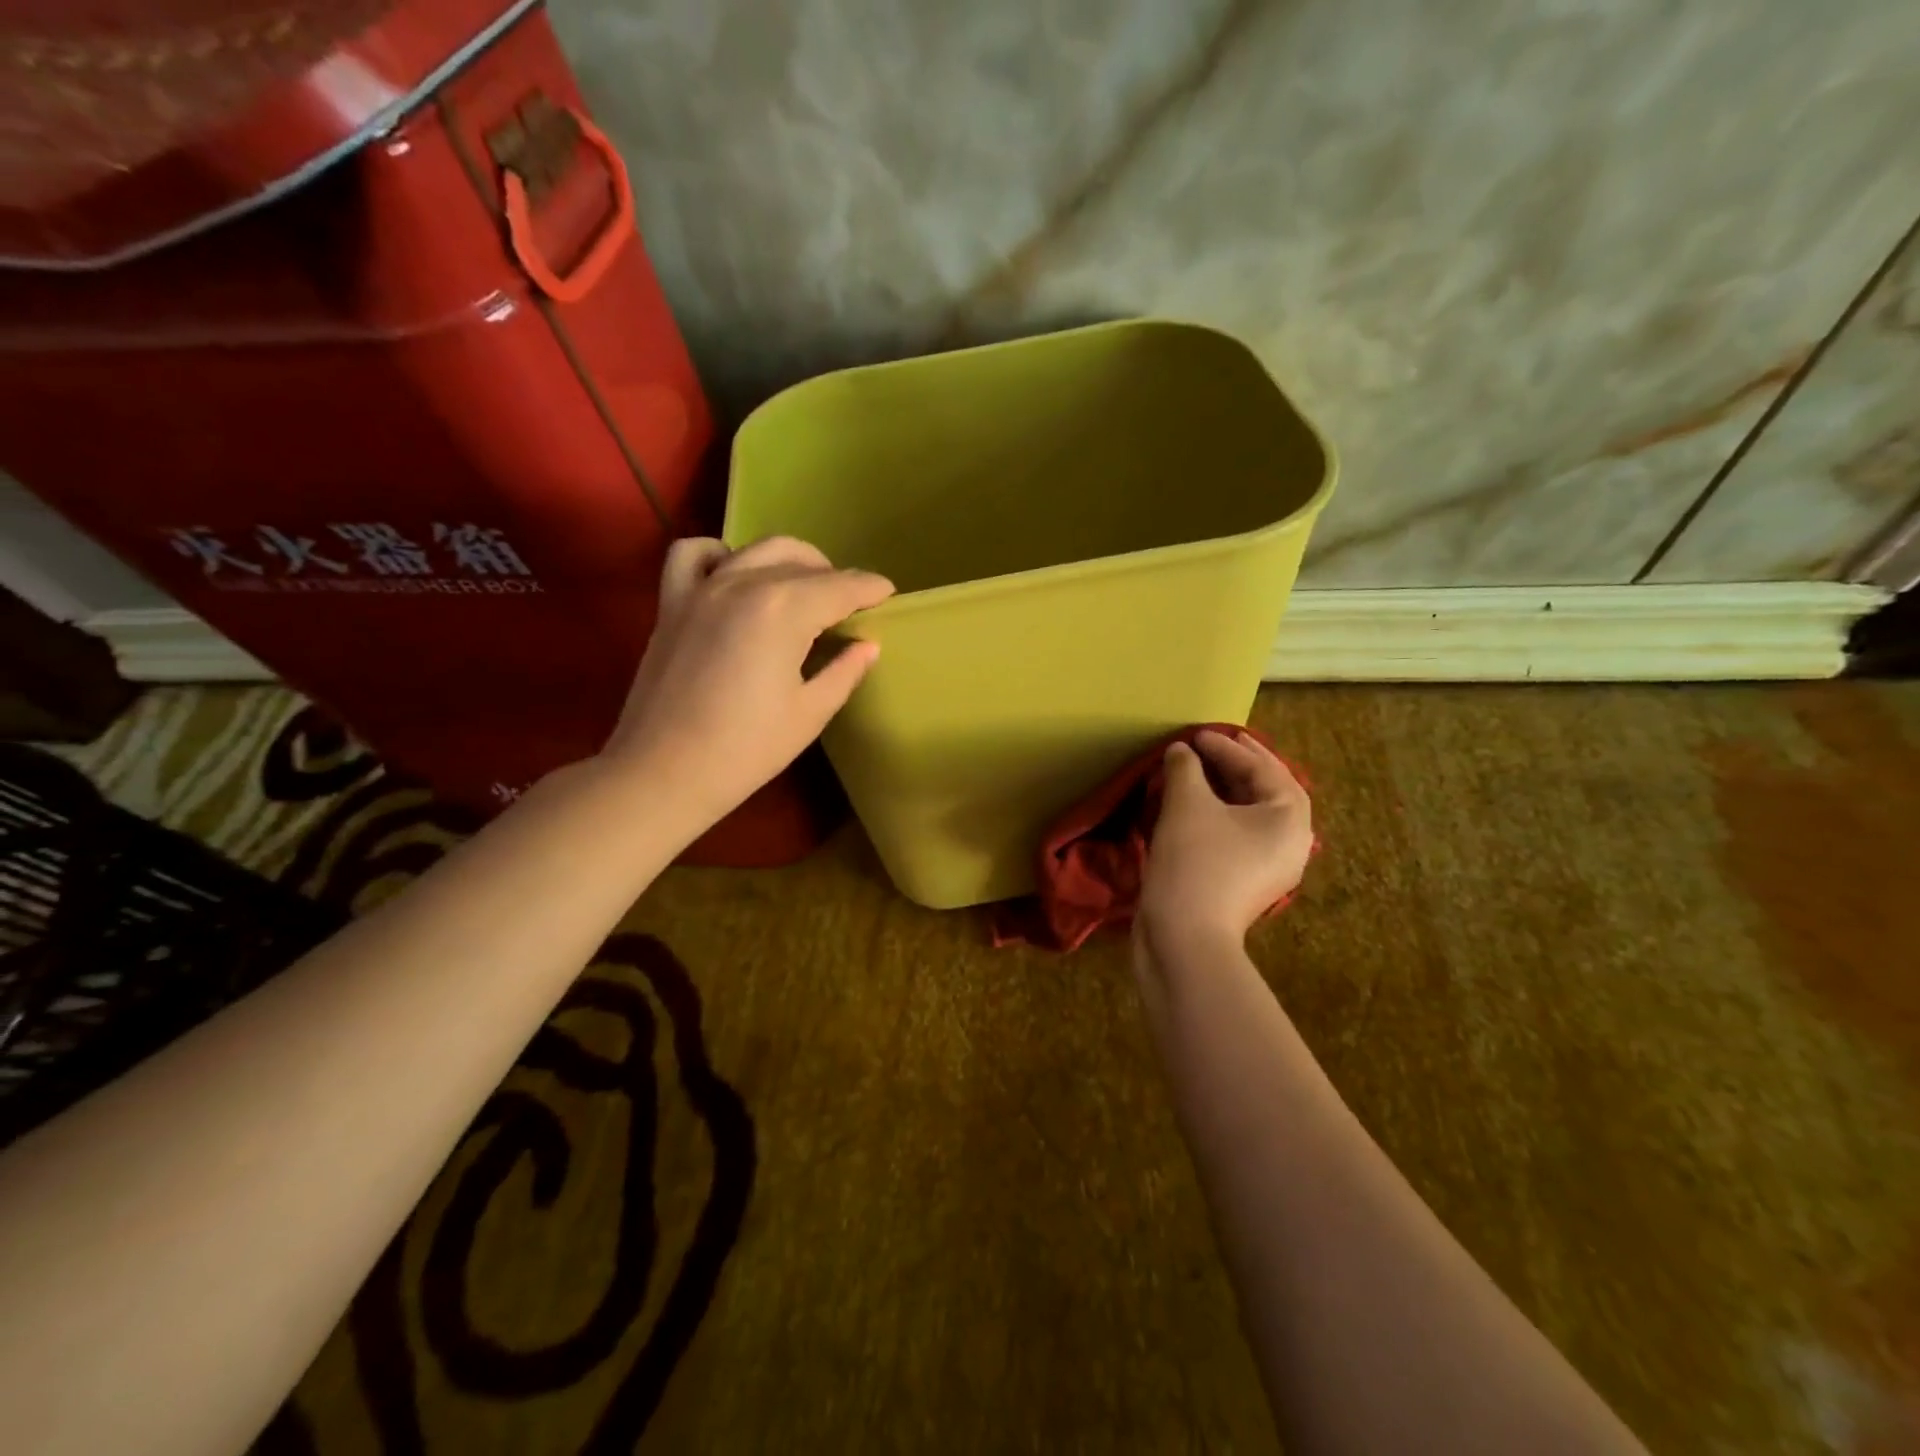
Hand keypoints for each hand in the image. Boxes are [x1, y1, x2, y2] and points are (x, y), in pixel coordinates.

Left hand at [599, 536, 892, 825]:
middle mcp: (744, 584)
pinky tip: (734, 574)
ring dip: (790, 560)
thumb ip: (844, 671)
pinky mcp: (672, 602)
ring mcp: (703, 588)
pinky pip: (693, 554)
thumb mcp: (810, 714)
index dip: (870, 589)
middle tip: (849, 604)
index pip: (841, 587)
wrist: (663, 772)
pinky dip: (720, 554)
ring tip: (803, 585)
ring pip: (757, 549)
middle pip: (802, 563)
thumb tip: (867, 645)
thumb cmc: (746, 750)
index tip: (889, 593)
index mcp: (785, 611)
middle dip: (835, 577)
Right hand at [1138, 730, 1312, 946]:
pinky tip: (1192, 809)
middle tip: (1205, 745)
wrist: (1185, 937)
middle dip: (1234, 765)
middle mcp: (1291, 842)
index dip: (1226, 746)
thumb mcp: (1187, 804)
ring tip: (1196, 773)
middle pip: (1264, 791)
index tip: (1195, 734)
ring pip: (1250, 816)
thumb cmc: (1195, 862)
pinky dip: (1217, 816)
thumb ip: (1185, 768)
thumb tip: (1181, 751)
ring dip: (1223, 791)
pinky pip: (1237, 837)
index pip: (1261, 768)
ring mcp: (1270, 867)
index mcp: (1289, 818)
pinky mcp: (1246, 883)